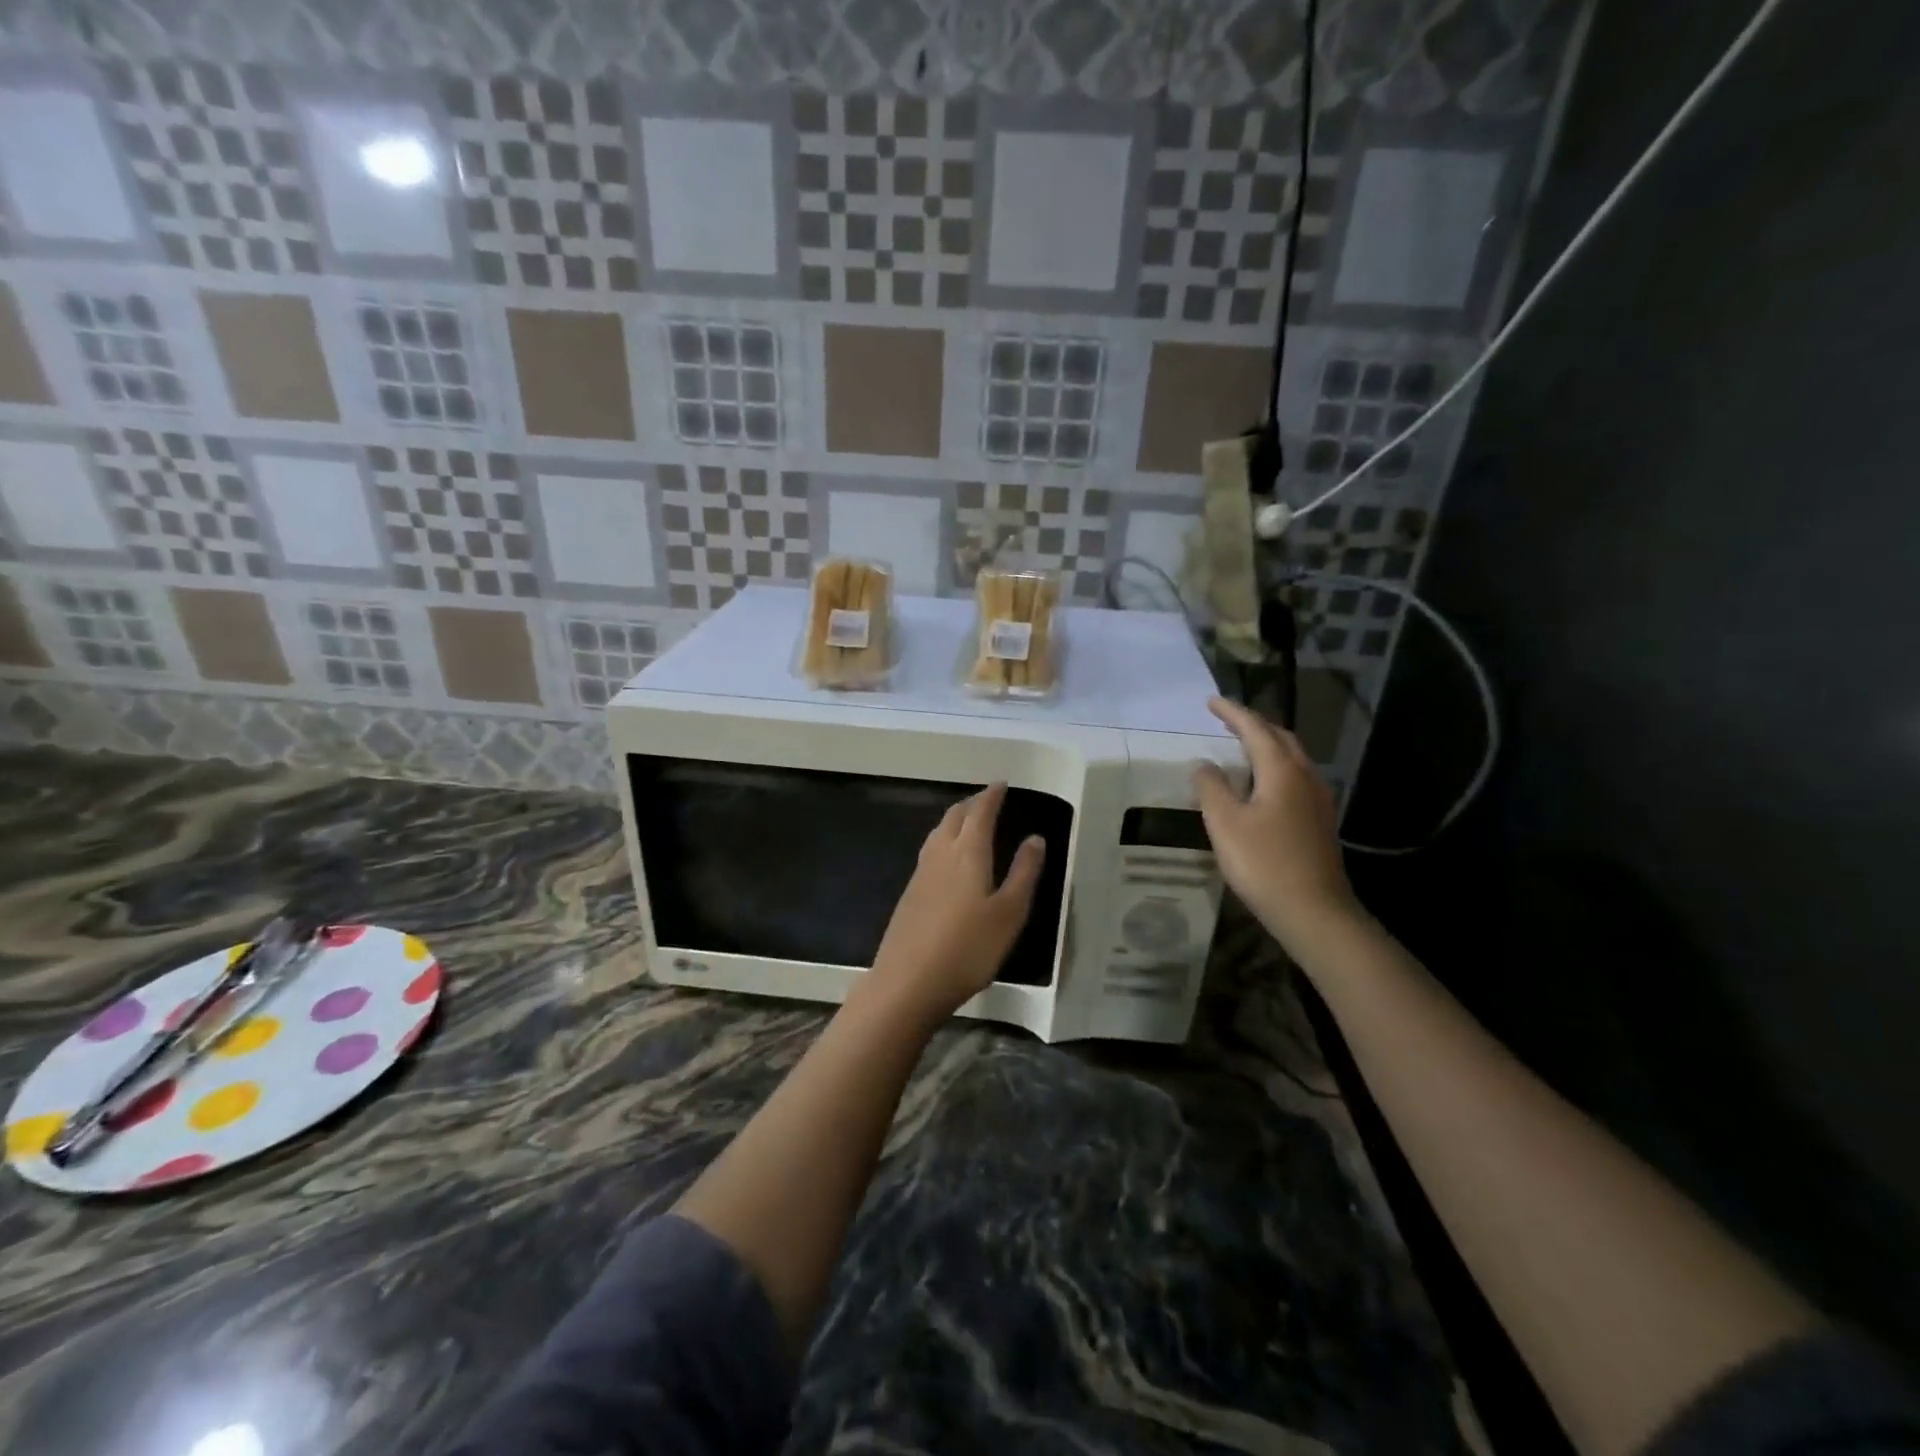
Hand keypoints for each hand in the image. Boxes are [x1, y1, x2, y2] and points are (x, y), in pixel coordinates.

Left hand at [867, 784, 1044, 1023]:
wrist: (908, 982)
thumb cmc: (968, 948)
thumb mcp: (1009, 913)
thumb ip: (1023, 873)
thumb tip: (1035, 838)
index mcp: (968, 853)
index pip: (980, 812)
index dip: (991, 796)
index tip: (1001, 783)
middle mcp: (941, 854)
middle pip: (955, 817)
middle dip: (972, 804)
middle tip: (987, 799)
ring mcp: (920, 873)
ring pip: (938, 832)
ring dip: (954, 820)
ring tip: (968, 821)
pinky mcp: (909, 894)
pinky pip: (929, 851)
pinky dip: (943, 840)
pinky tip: (947, 858)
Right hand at [1193, 696, 1359, 952]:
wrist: (1314, 912)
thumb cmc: (1264, 863)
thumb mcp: (1225, 823)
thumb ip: (1211, 787)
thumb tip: (1204, 763)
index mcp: (1282, 770)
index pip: (1255, 729)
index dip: (1232, 712)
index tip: (1211, 700)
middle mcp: (1305, 777)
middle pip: (1280, 738)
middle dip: (1253, 724)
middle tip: (1227, 721)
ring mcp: (1317, 800)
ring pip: (1292, 758)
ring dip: (1266, 745)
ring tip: (1241, 747)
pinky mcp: (1319, 821)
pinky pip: (1295, 778)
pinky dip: (1275, 768)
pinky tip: (1261, 785)